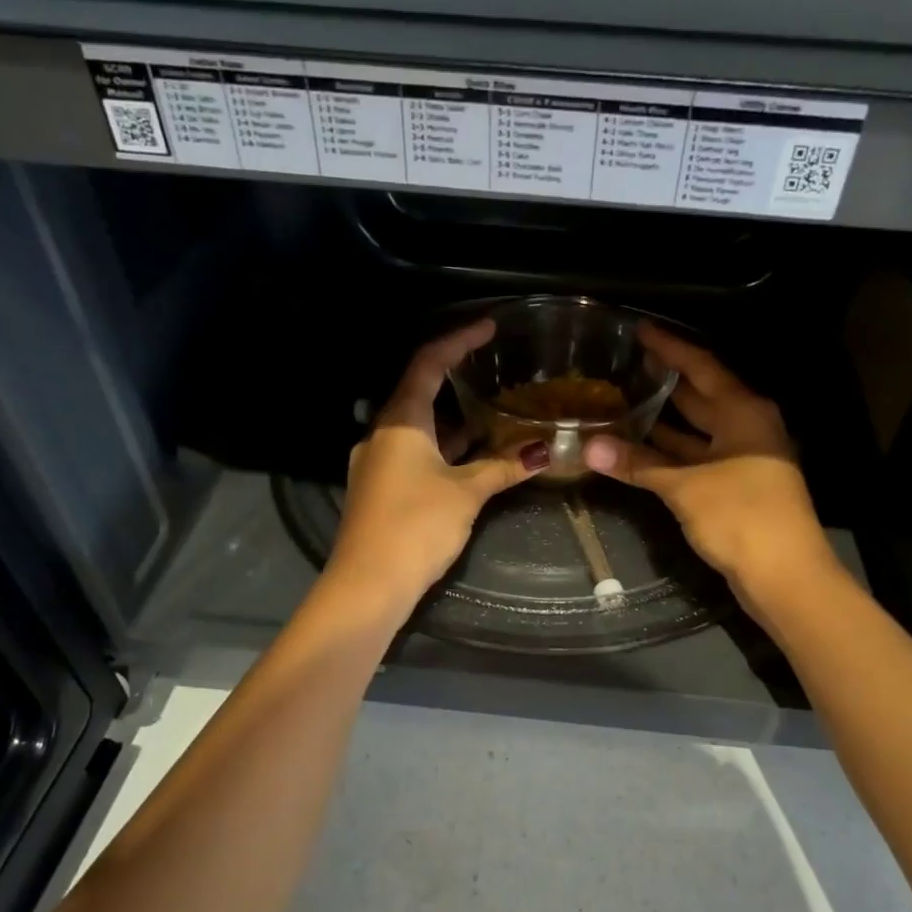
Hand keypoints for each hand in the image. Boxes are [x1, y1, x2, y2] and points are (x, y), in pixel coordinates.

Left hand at [330, 320, 547, 602]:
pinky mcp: (381, 488)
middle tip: (493, 367)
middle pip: (419, 392)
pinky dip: (442, 447)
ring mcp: (378, 462)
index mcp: (399, 421)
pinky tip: (470, 455)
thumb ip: (502, 467)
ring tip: (491, 410)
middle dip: (456, 378)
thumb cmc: (415, 525)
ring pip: (418, 427)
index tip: (488, 327)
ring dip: (453, 419)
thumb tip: (543, 451)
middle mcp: (382, 434)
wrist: (368, 584)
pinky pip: (414, 453)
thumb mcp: (465, 492)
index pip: (428, 364)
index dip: (458, 340)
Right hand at [583, 323, 834, 603]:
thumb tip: (589, 447)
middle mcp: (746, 427)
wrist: (784, 575)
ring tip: (623, 402)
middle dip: (665, 381)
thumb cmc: (741, 516)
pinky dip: (670, 453)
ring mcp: (743, 459)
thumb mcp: (685, 486)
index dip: (669, 348)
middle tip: (625, 364)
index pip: (701, 366)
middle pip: (701, 395)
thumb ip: (638, 463)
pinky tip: (640, 450)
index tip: (640, 330)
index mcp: (743, 411)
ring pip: (696, 430)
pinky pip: (696, 458)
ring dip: (664, 421)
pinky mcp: (735, 488)